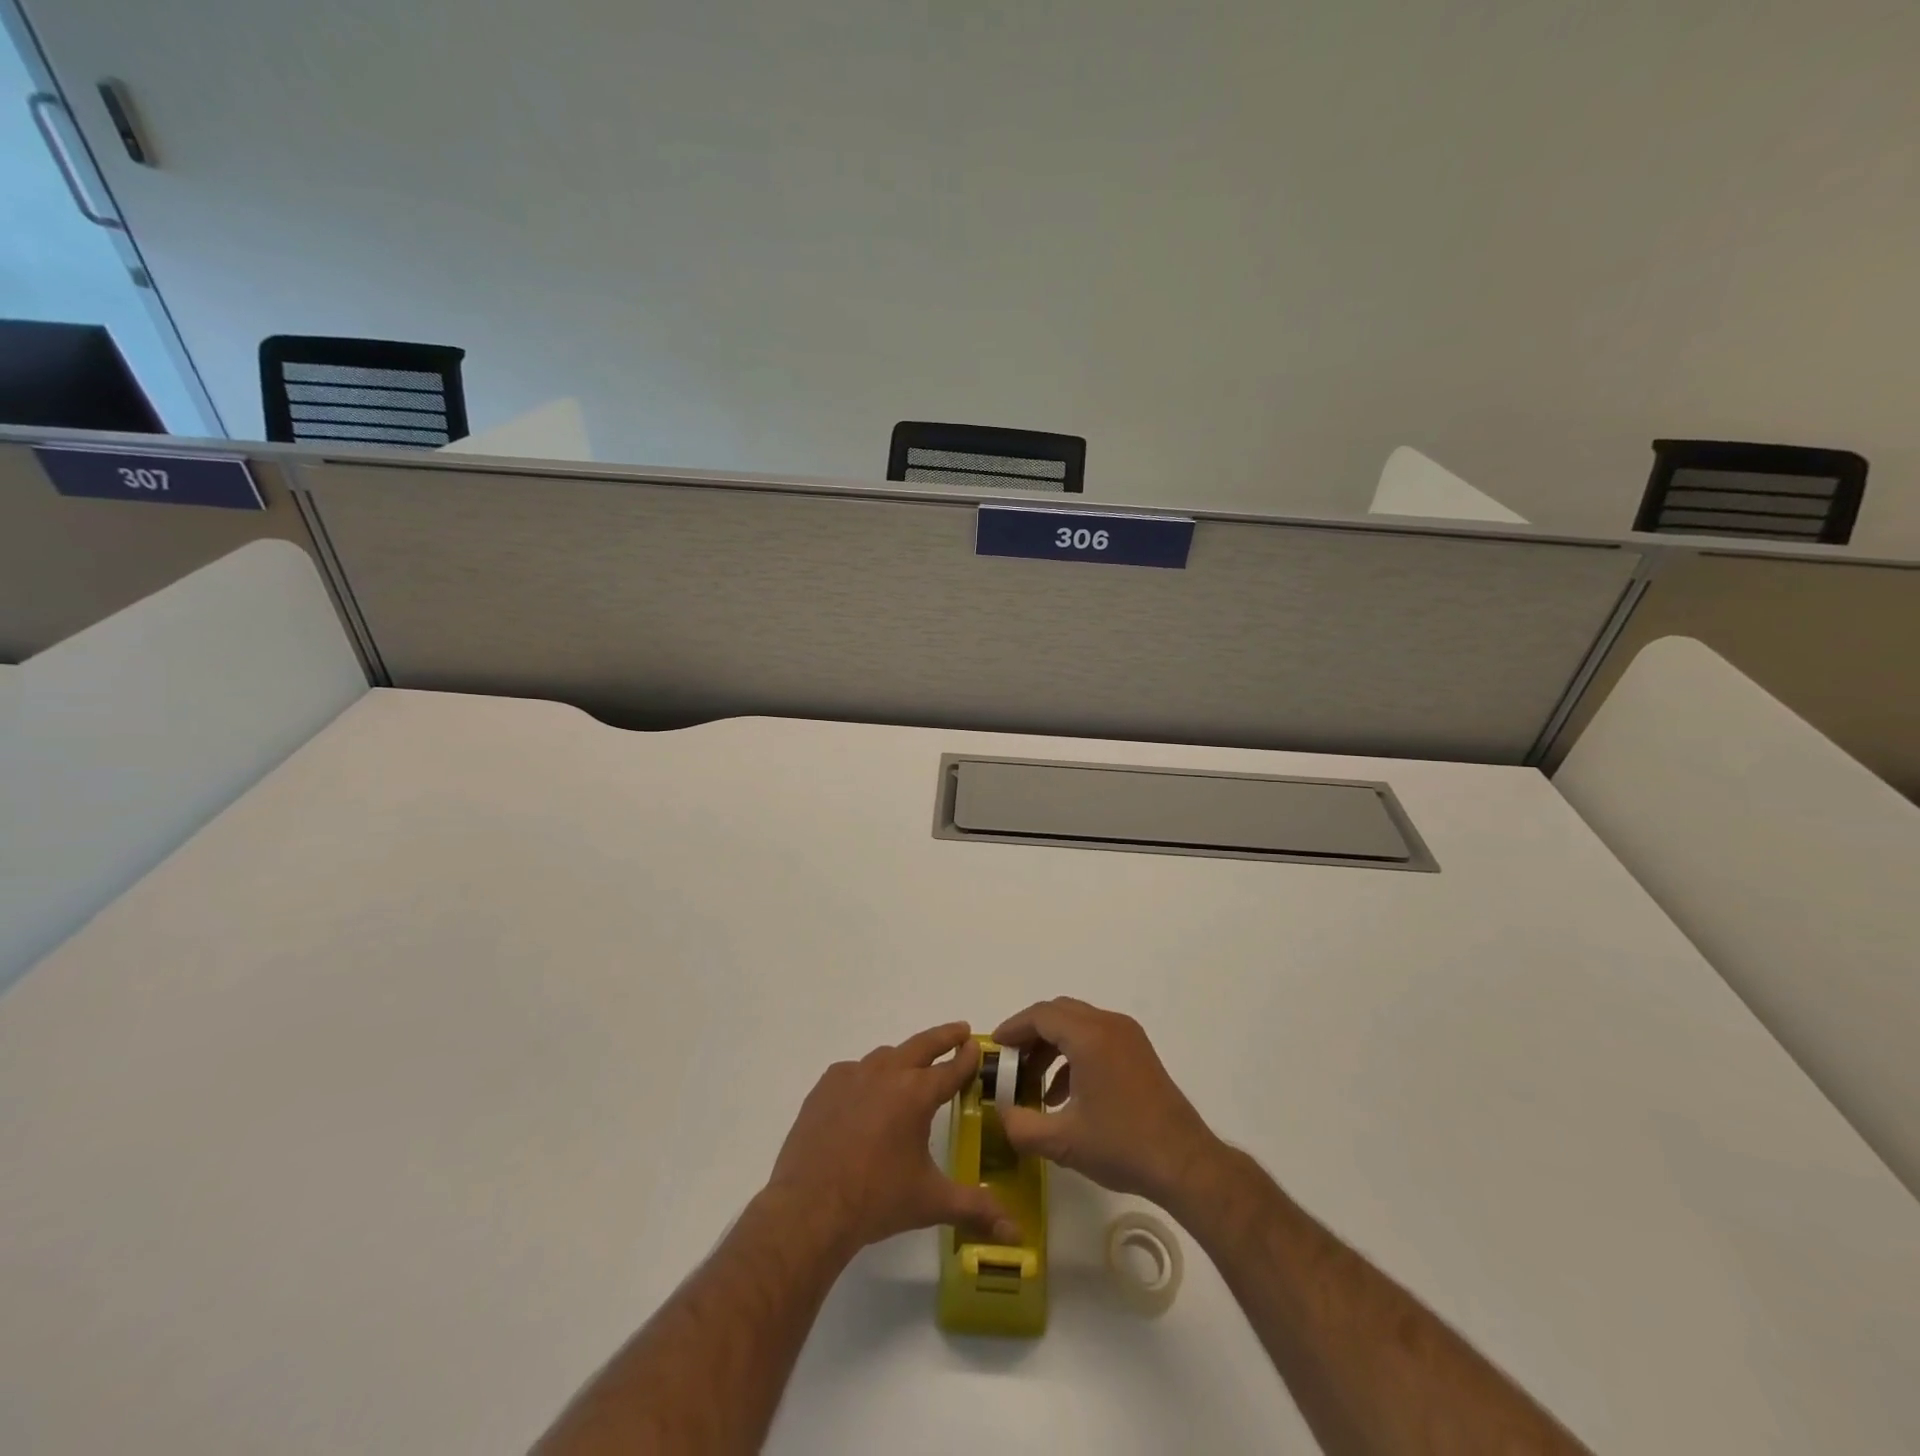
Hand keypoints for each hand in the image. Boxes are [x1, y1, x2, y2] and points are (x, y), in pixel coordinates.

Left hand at [765, 1022, 1017, 1257]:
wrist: (809, 1207)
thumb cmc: (876, 1200)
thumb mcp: (931, 1202)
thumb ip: (975, 1209)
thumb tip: (1017, 1232)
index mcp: (916, 1094)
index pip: (951, 1069)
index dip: (967, 1058)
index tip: (977, 1045)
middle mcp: (887, 1073)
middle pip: (922, 1045)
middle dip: (944, 1037)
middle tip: (959, 1031)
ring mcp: (852, 1076)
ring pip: (886, 1056)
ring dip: (904, 1057)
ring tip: (912, 1066)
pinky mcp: (825, 1087)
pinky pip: (854, 1071)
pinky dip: (867, 1075)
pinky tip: (867, 1094)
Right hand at [992, 998, 1220, 1209]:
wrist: (1184, 1163)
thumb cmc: (1122, 1145)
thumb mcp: (1063, 1141)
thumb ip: (1021, 1126)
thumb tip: (1000, 1114)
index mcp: (1089, 1036)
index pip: (1041, 1015)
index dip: (1014, 1028)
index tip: (996, 1046)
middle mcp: (1109, 1024)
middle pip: (1059, 1012)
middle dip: (1031, 1033)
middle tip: (1011, 1061)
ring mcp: (1128, 1036)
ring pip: (1078, 1023)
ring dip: (1052, 1045)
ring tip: (1034, 1082)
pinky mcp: (1139, 1051)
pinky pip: (1096, 1037)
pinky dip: (1074, 1053)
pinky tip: (1065, 1094)